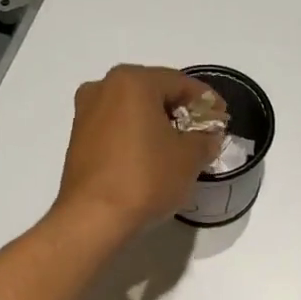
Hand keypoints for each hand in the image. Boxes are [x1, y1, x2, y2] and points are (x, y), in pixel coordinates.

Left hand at [54, 65, 221, 233]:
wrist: (93, 217)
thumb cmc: (146, 177)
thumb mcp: (190, 157)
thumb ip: (205, 139)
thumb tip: (207, 136)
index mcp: (132, 81)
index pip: (180, 82)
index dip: (206, 100)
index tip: (222, 118)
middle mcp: (104, 87)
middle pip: (153, 91)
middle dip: (180, 110)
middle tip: (203, 131)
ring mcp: (86, 112)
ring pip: (133, 109)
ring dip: (157, 122)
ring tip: (179, 146)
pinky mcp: (78, 138)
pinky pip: (117, 127)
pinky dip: (137, 135)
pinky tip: (152, 155)